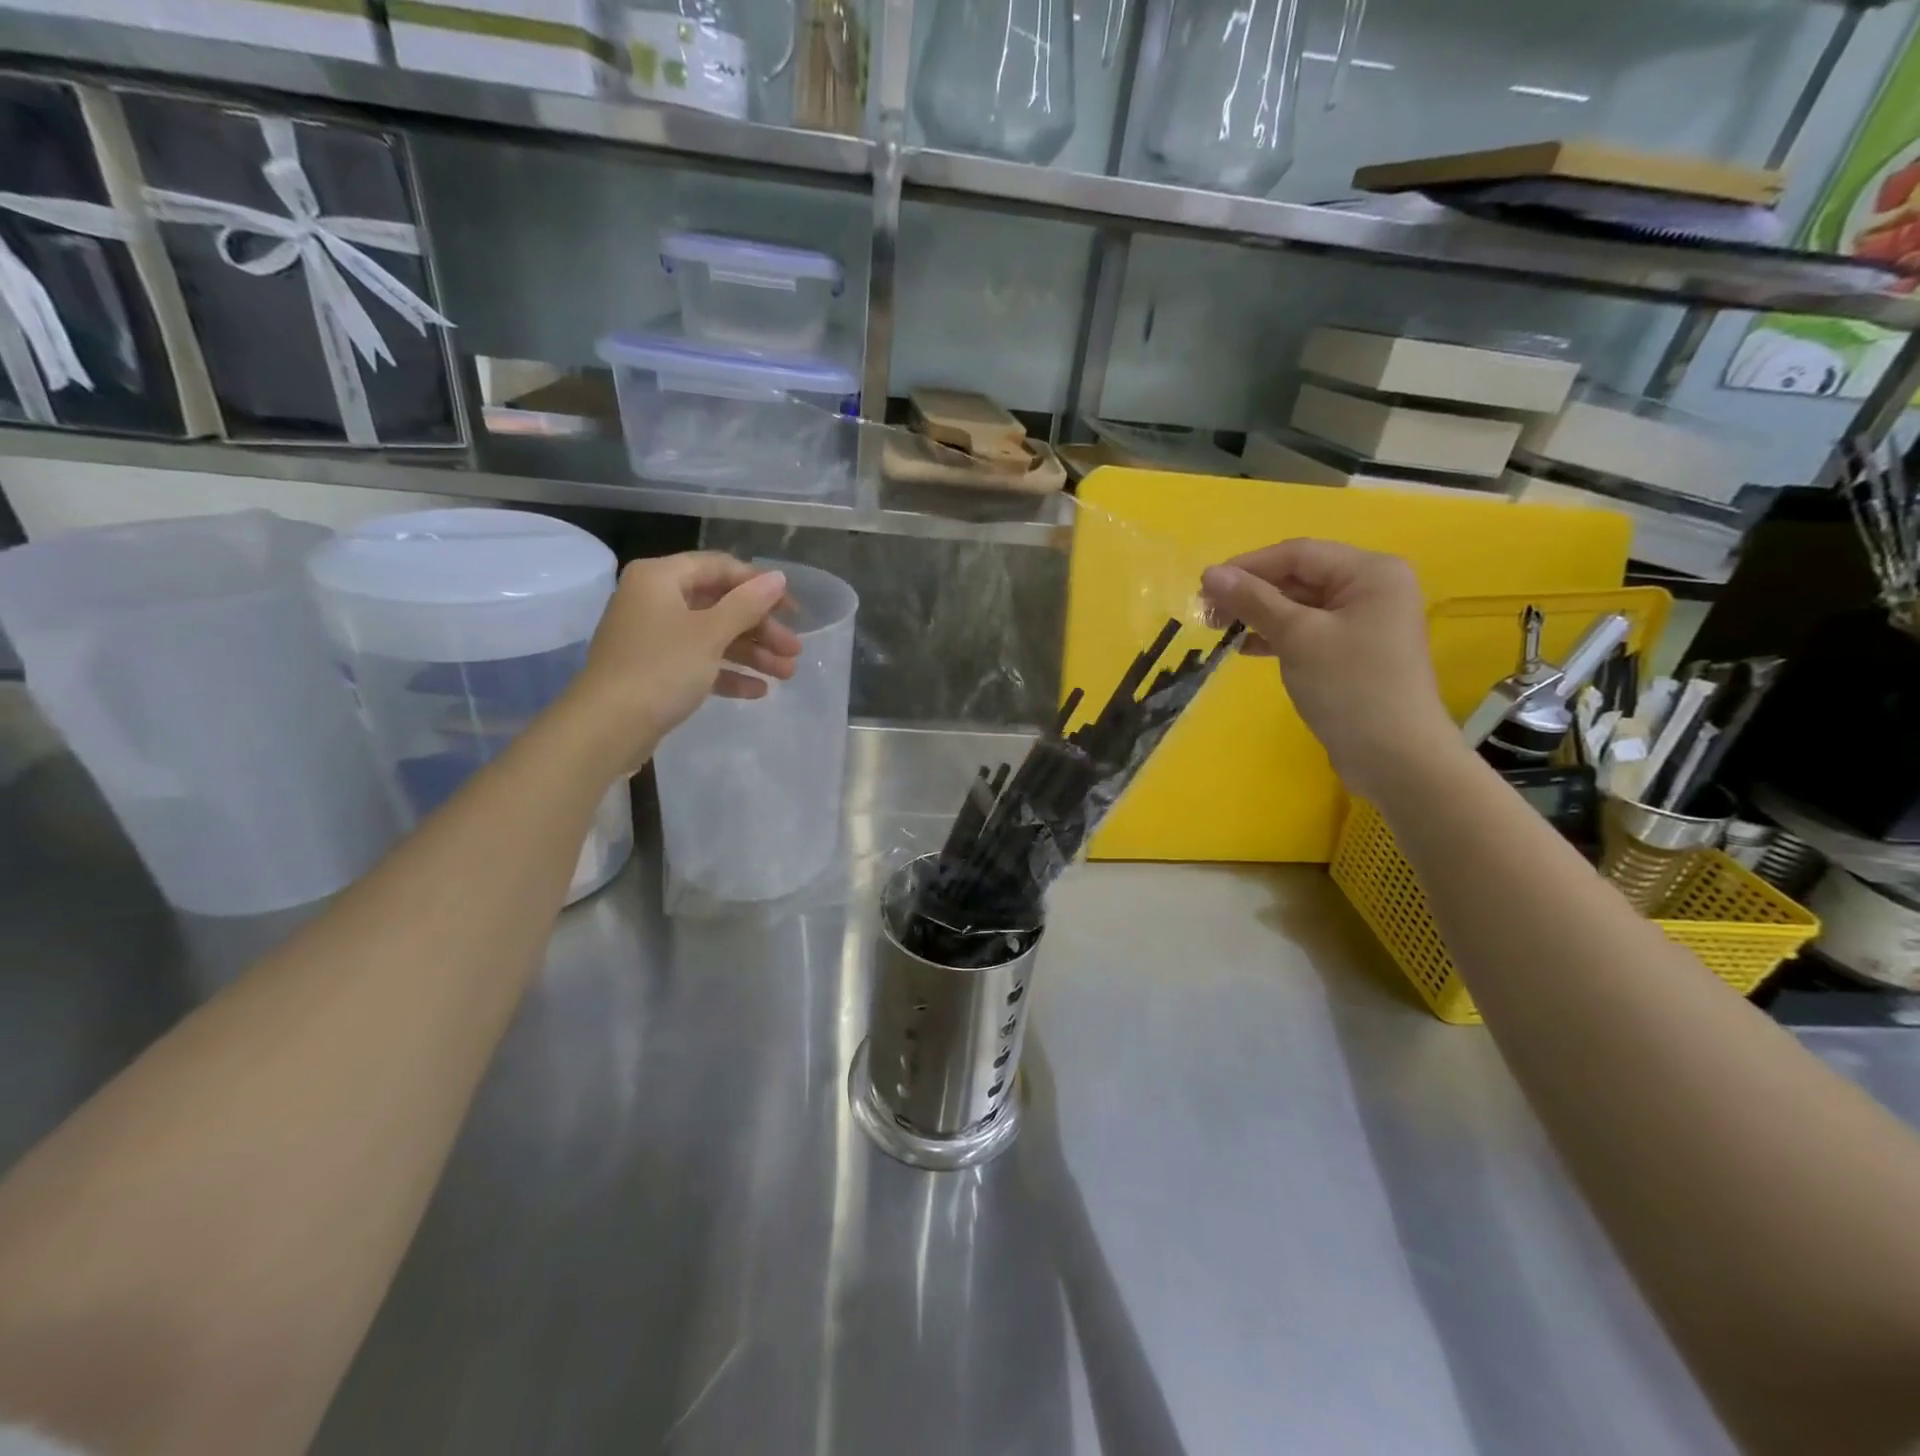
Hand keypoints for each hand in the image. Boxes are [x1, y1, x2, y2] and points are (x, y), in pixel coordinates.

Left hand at [565, 552, 802, 773]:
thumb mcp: (710, 633)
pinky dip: (727, 673)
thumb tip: (778, 577)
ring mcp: (655, 637)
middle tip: (794, 650)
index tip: (793, 610)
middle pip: (720, 605)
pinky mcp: (656, 670)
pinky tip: (758, 691)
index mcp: (661, 578)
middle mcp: (655, 600)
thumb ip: (747, 604)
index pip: (720, 568)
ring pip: (713, 636)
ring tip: (787, 674)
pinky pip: (699, 662)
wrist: (608, 726)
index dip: (759, 585)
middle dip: (761, 629)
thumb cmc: (661, 668)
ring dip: (752, 654)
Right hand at [1200, 539, 1463, 800]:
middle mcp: (1372, 588)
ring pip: (1300, 605)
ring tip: (1220, 630)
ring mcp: (1365, 622)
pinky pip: (1308, 630)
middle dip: (1251, 592)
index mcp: (1370, 572)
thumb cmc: (1349, 687)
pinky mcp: (1354, 652)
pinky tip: (1247, 648)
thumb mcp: (1297, 637)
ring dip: (1259, 614)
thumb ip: (1254, 601)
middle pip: (1300, 576)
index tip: (1204, 587)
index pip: (1298, 554)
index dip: (1248, 566)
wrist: (1394, 757)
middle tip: (1208, 613)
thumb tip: (1211, 573)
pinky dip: (1277, 635)